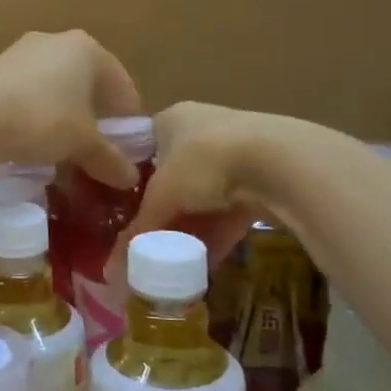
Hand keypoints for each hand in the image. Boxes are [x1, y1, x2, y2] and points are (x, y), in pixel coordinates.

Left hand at [0, 31, 142, 187]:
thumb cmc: (42, 119)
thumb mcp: (82, 143)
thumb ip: (109, 158)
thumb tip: (130, 178)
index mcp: (88, 49)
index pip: (121, 86)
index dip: (127, 121)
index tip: (129, 151)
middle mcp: (56, 41)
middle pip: (86, 85)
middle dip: (94, 119)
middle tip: (97, 152)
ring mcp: (21, 53)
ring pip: (55, 90)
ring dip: (63, 119)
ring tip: (65, 152)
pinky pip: (27, 95)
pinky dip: (36, 116)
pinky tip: (32, 142)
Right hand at [113, 102, 300, 272]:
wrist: (280, 162)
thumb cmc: (203, 163)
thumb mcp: (160, 198)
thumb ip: (138, 232)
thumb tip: (111, 271)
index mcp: (171, 118)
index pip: (142, 149)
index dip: (131, 182)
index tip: (122, 212)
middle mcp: (202, 127)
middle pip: (174, 175)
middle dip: (164, 210)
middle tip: (149, 241)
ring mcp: (237, 149)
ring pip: (205, 195)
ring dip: (191, 226)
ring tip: (174, 258)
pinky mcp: (266, 175)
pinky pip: (232, 208)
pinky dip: (218, 233)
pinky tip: (204, 262)